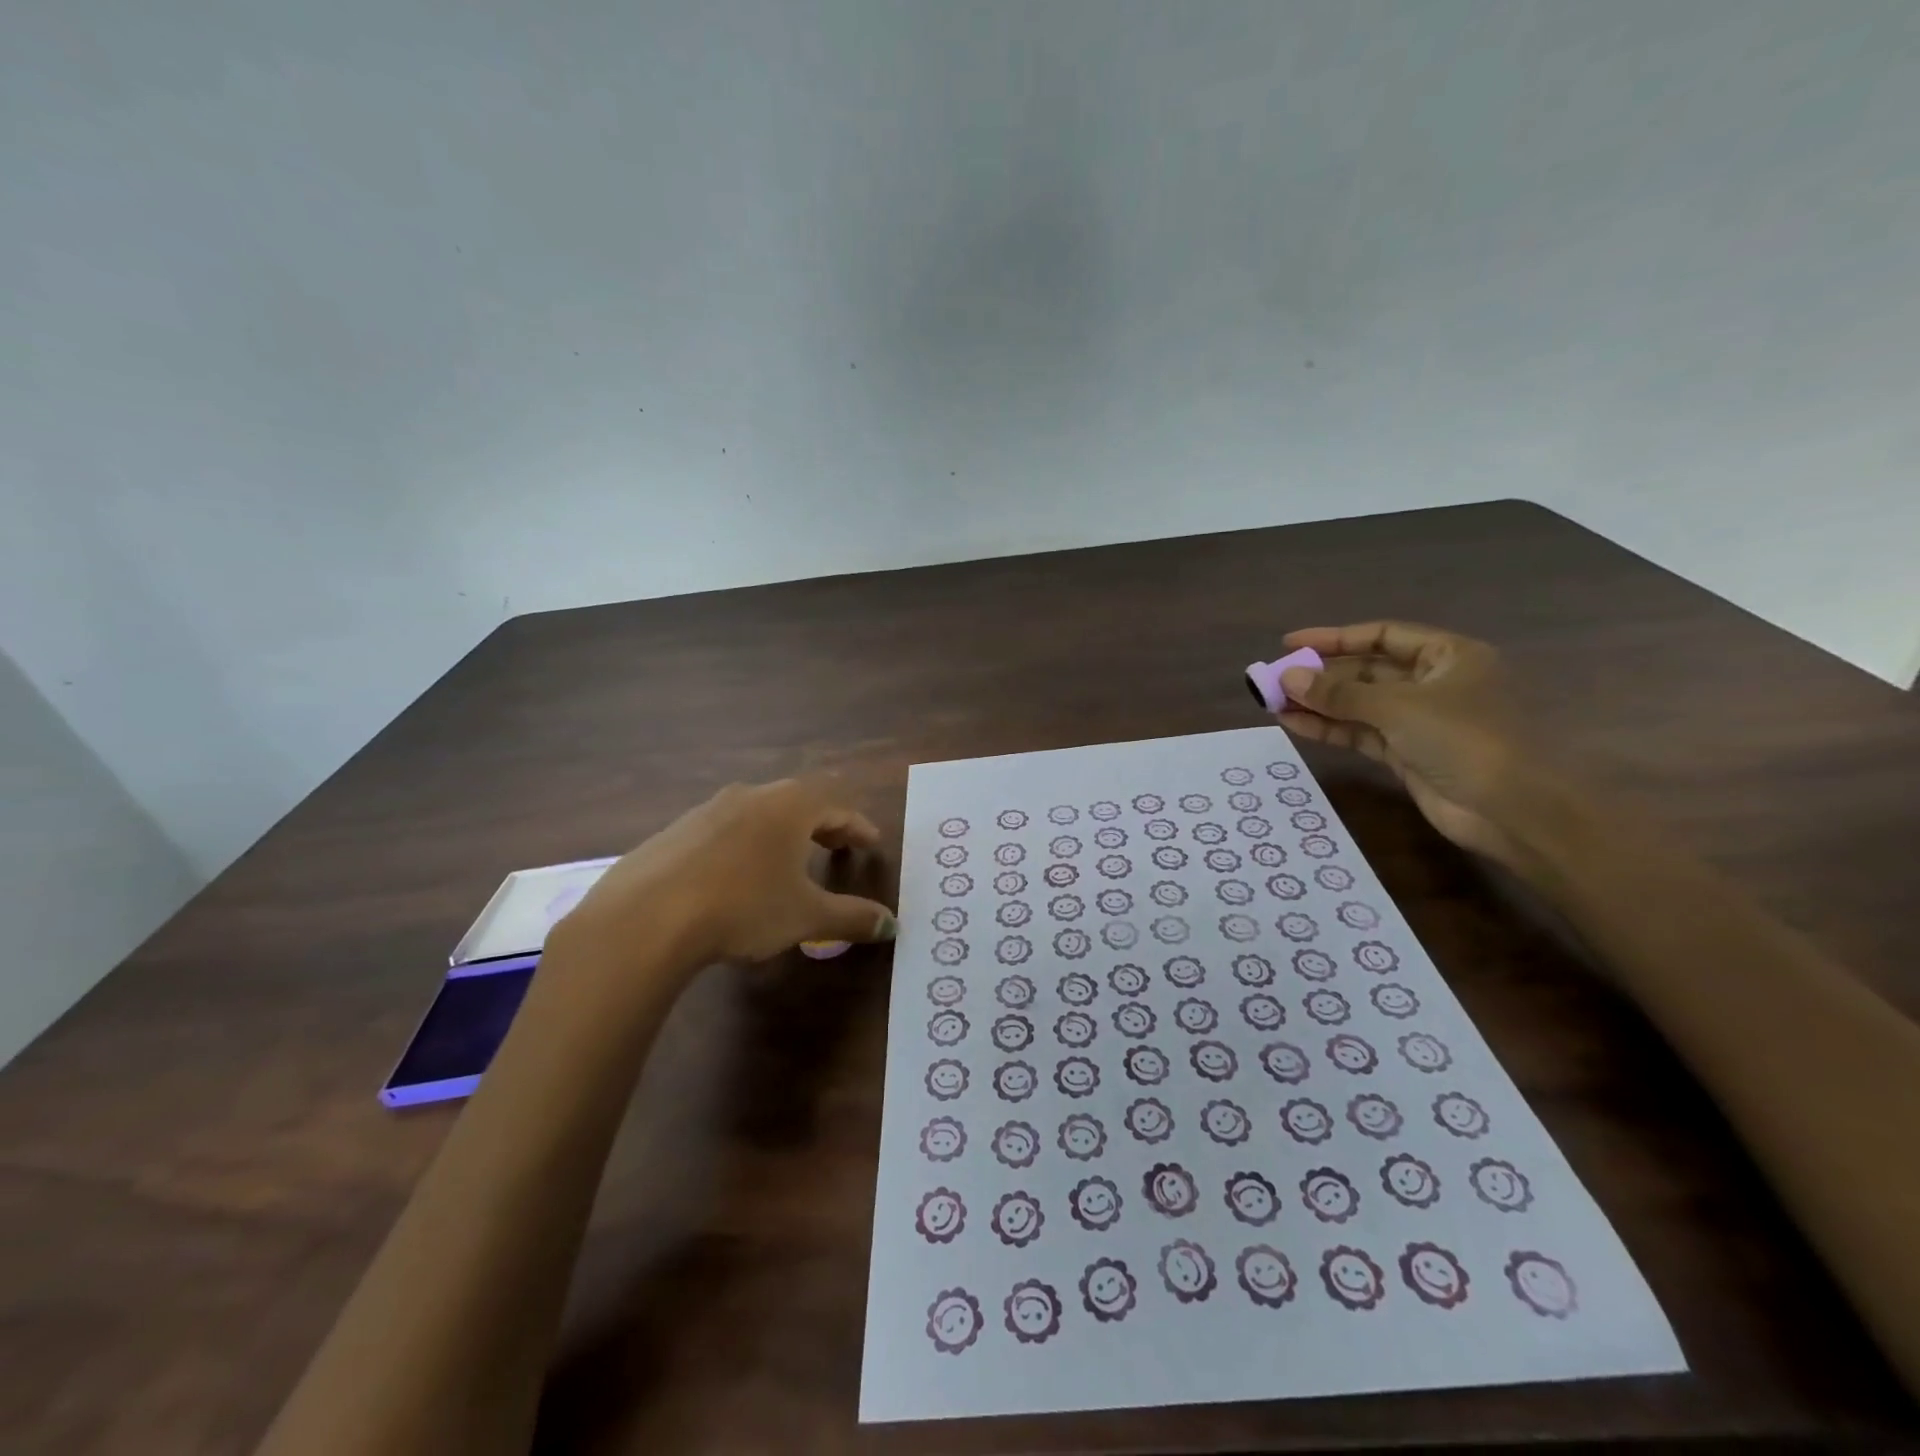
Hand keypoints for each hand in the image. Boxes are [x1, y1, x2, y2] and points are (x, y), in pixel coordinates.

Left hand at [553, 779, 895, 976]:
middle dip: (823, 823)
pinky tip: (736, 877)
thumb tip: (892, 924)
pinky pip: (723, 831)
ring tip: (789, 860)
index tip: (871, 842)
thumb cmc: (743, 907)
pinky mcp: (674, 833)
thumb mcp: (806, 916)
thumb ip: (852, 917)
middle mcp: (751, 797)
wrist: (645, 917)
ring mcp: (707, 811)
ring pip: (758, 813)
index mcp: (789, 807)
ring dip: (781, 832)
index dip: (857, 826)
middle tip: (838, 846)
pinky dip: (744, 846)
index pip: (836, 805)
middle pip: (798, 801)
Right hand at [1274, 622, 1527, 867]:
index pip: (1383, 636)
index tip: (1289, 643)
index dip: (1335, 638)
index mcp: (1448, 656)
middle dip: (1321, 675)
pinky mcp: (1407, 754)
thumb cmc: (1465, 739)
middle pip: (1367, 670)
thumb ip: (1339, 693)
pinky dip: (1329, 727)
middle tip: (1274, 679)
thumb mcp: (1398, 707)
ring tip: (1272, 702)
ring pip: (1359, 704)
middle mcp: (1434, 683)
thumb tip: (1287, 677)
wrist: (1512, 810)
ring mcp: (1420, 721)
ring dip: (1318, 703)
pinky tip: (1293, 723)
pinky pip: (1360, 732)